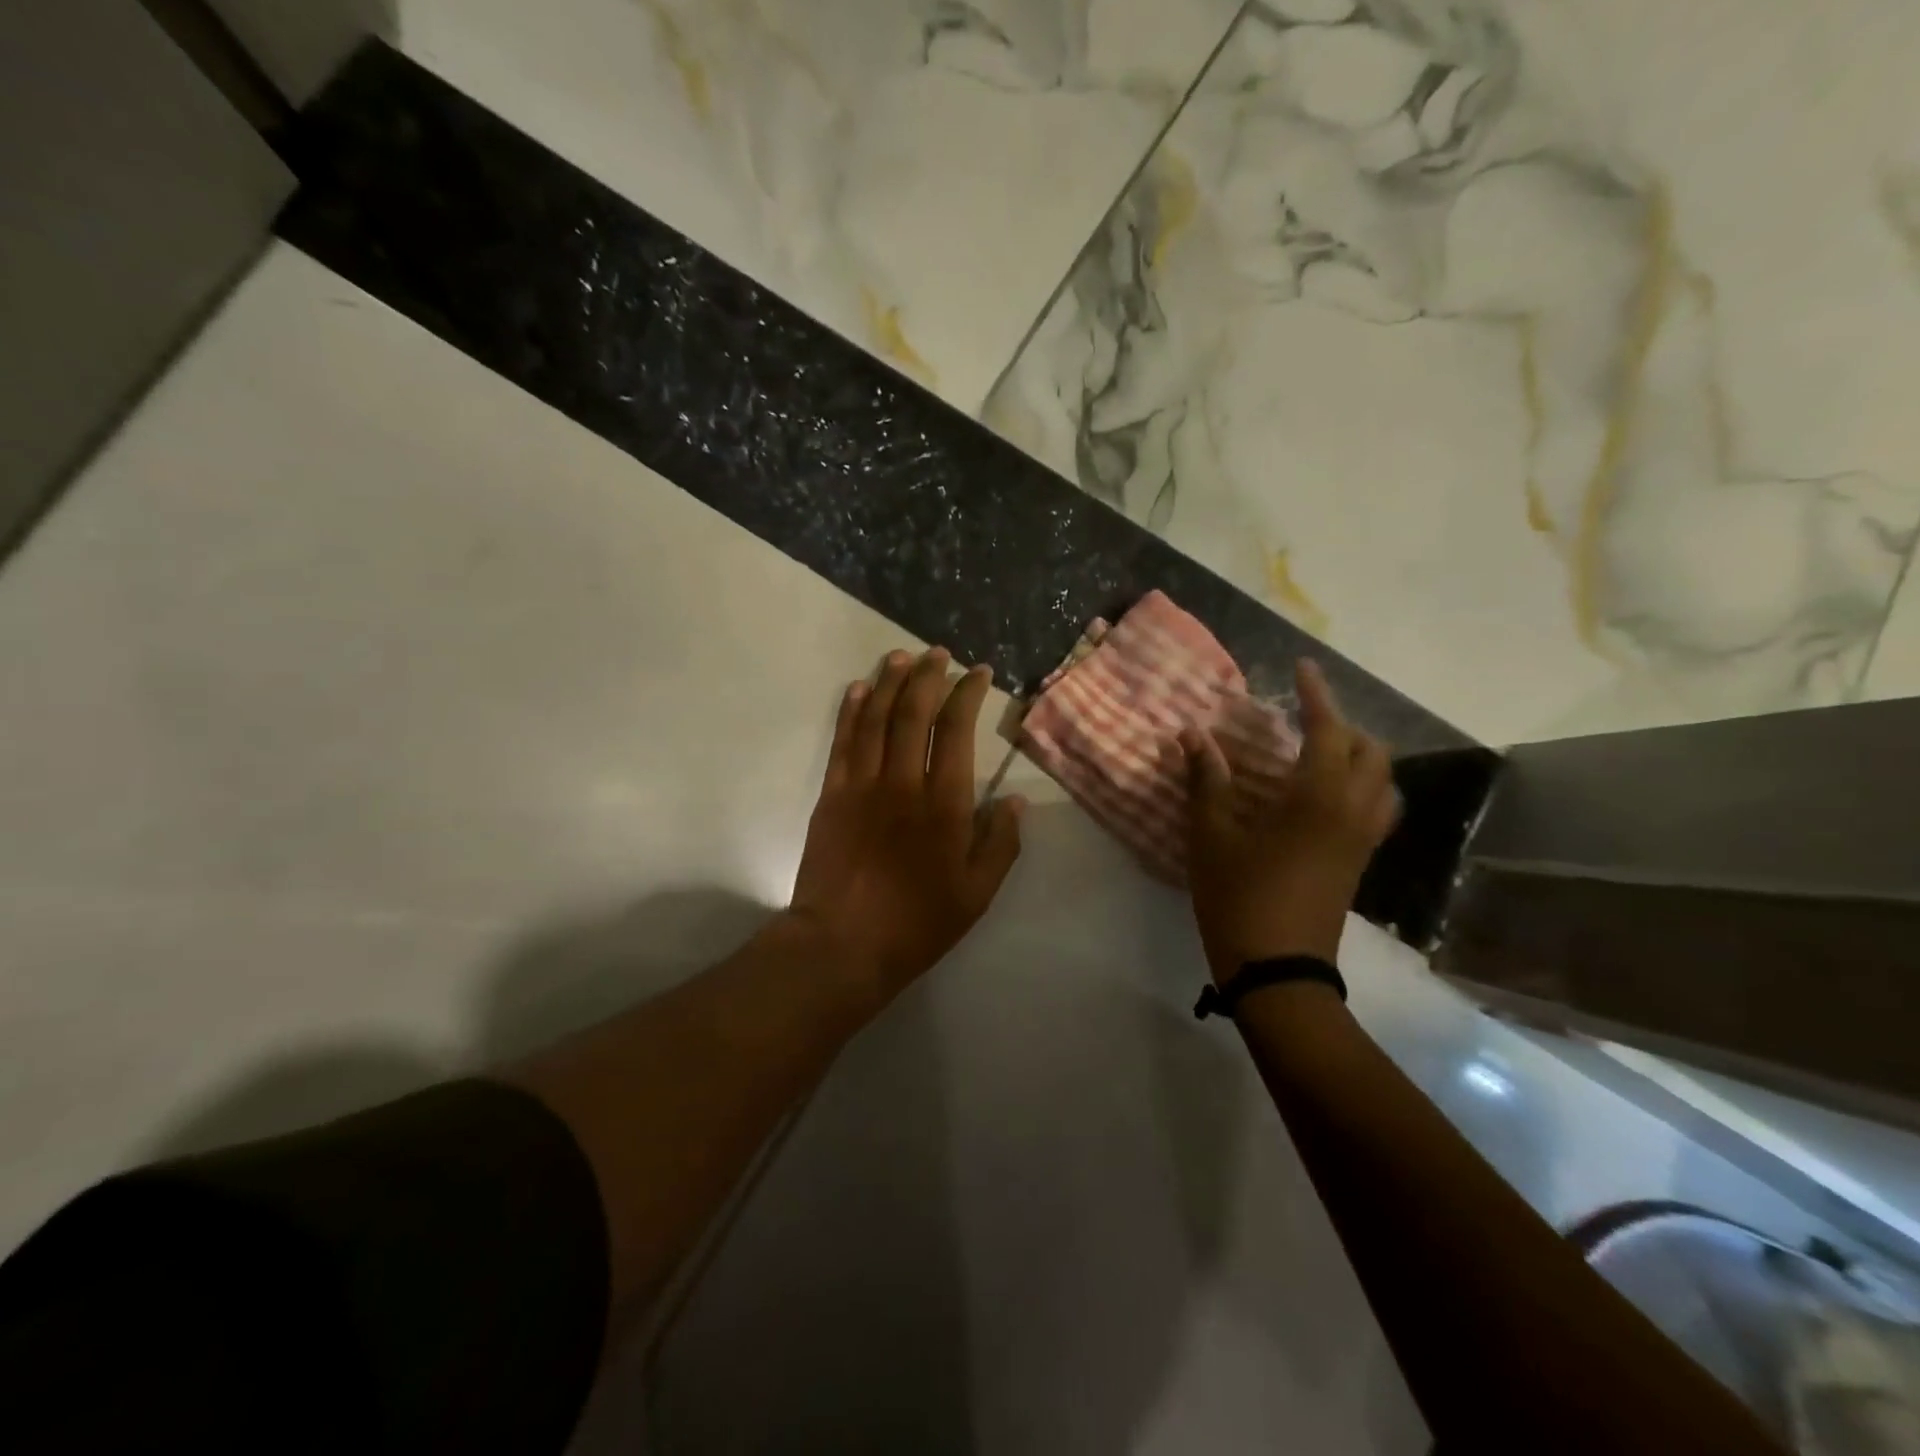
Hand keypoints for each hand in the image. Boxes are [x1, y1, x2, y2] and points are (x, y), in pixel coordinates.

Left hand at [788, 647, 1024, 1001]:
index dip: (968, 694)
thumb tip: (1015, 802)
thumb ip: (1001, 844)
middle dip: (928, 675)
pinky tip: (859, 689)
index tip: (978, 673)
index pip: (957, 730)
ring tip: (901, 656)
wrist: (842, 945)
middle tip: (938, 654)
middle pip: (914, 712)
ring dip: (889, 682)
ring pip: (876, 718)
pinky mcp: (832, 795)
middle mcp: (904, 782)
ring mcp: (862, 785)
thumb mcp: (977, 894)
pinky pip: (843, 741)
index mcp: (945, 803)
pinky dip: (851, 710)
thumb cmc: (917, 922)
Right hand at [1180, 659, 1399, 981]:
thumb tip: (1191, 736)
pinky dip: (1360, 786)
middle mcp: (1352, 812)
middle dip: (1343, 726)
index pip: (1328, 730)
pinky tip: (1321, 797)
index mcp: (1318, 799)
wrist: (1278, 971)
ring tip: (1317, 753)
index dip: (1317, 695)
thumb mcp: (1211, 837)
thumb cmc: (1240, 898)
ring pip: (1381, 782)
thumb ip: (1205, 782)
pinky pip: (1376, 809)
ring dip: (1358, 757)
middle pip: (1371, 752)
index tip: (1303, 668)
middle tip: (1302, 720)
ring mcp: (1361, 840)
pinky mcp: (1359, 863)